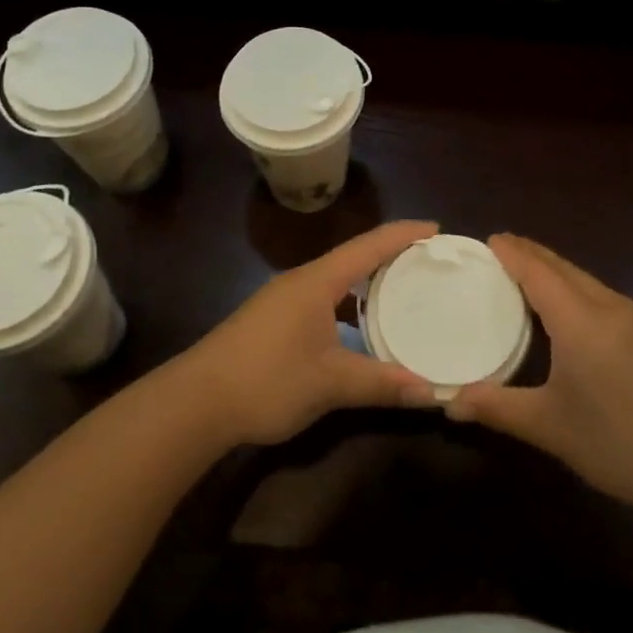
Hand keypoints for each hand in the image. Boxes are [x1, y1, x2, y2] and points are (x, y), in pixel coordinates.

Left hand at [178, 220, 438, 445]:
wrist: (195, 403)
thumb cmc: (267, 380)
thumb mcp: (330, 383)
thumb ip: (381, 384)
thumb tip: (431, 392)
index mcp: (318, 281)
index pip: (370, 246)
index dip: (405, 234)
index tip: (438, 230)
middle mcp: (302, 281)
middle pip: (355, 257)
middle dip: (392, 256)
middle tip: (429, 263)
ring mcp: (284, 301)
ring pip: (337, 280)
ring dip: (368, 282)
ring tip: (403, 291)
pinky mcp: (273, 322)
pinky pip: (323, 299)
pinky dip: (349, 305)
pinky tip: (360, 329)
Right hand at [447, 234, 632, 512]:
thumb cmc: (616, 442)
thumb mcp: (548, 426)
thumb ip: (497, 407)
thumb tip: (450, 402)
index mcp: (579, 320)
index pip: (538, 271)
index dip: (512, 253)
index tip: (488, 240)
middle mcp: (606, 306)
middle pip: (562, 266)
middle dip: (530, 252)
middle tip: (498, 248)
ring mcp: (631, 317)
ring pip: (583, 278)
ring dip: (552, 267)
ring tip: (523, 269)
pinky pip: (597, 292)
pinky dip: (570, 285)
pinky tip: (562, 304)